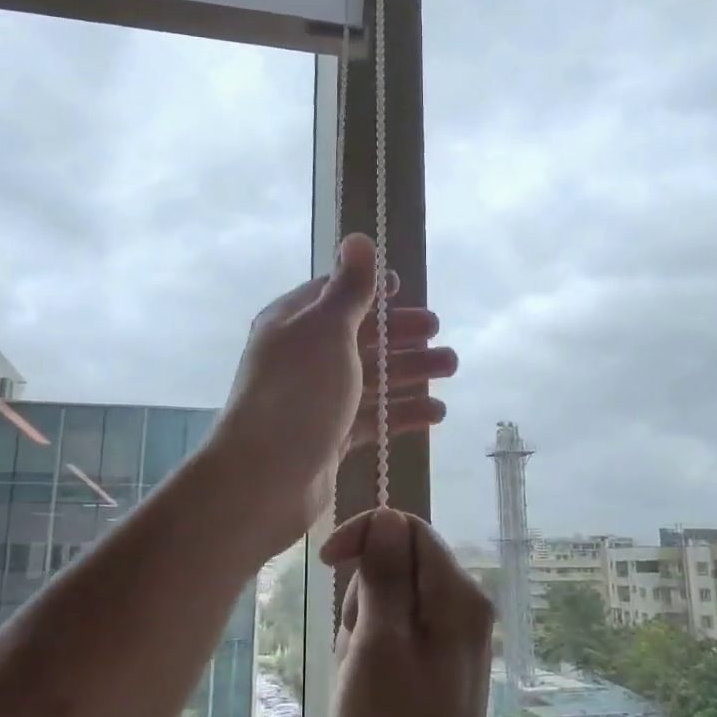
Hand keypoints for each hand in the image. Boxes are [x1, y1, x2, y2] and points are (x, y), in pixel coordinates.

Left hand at [208, 235, 455, 550]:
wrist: (265, 479)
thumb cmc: (298, 393)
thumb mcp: (327, 330)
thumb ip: (350, 288)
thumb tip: (358, 237)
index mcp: (295, 324)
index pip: (335, 295)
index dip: (371, 290)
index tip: (405, 289)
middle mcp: (304, 358)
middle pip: (360, 337)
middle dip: (401, 333)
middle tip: (439, 333)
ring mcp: (318, 400)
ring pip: (372, 377)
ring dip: (411, 371)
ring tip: (451, 367)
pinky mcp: (331, 437)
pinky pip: (373, 418)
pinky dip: (403, 413)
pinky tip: (436, 413)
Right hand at [326, 508, 502, 716]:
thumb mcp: (379, 643)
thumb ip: (384, 574)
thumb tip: (388, 517)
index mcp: (457, 595)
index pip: (408, 528)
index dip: (365, 535)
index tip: (328, 564)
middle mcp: (462, 610)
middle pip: (397, 566)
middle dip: (363, 597)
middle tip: (357, 650)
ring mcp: (450, 642)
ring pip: (388, 604)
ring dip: (362, 632)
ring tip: (360, 681)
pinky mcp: (435, 670)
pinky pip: (393, 637)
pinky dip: (370, 655)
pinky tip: (366, 694)